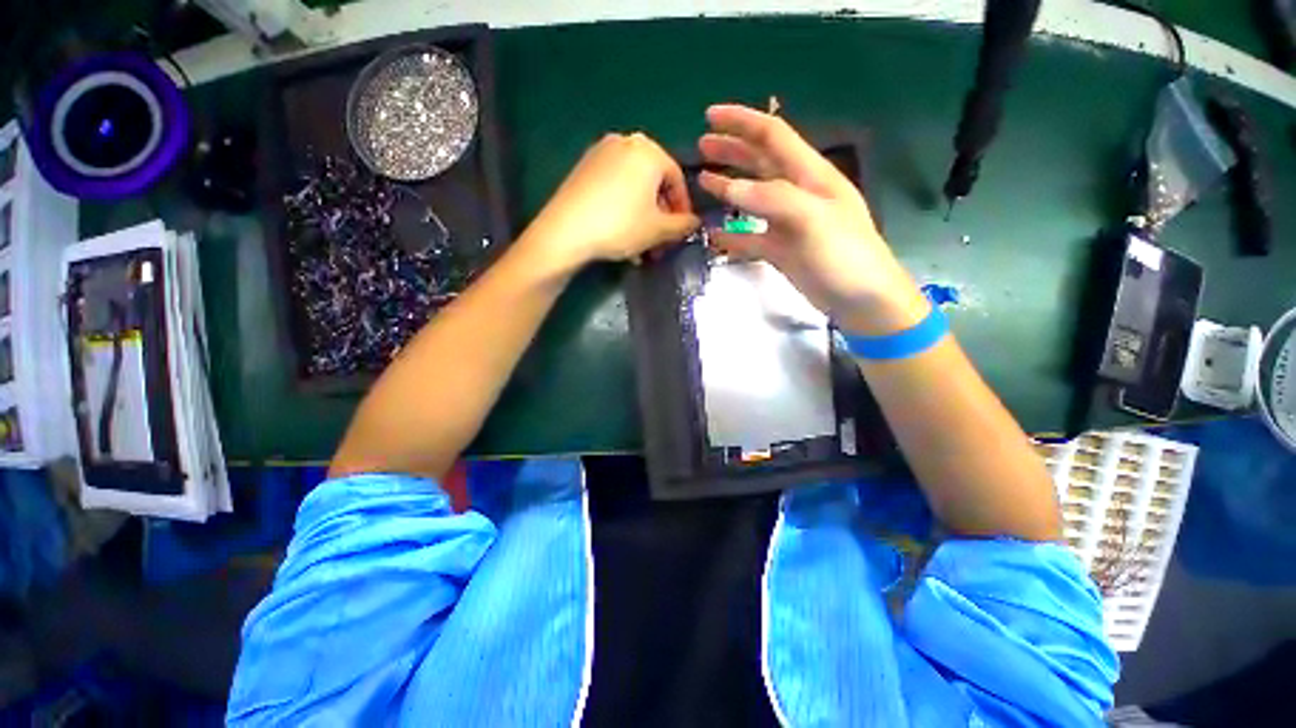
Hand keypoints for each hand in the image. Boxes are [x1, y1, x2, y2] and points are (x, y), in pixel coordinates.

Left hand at [524, 133, 698, 270]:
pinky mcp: (582, 168)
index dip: (683, 208)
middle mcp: (625, 142)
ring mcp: (600, 153)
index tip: (682, 231)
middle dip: (660, 216)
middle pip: (654, 183)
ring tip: (641, 246)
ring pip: (633, 188)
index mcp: (649, 150)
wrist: (567, 231)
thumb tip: (695, 222)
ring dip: (642, 217)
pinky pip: (614, 187)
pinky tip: (621, 233)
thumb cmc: (621, 226)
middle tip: (660, 242)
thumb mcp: (659, 230)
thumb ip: (683, 225)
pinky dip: (623, 208)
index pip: (677, 179)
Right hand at [698, 104, 927, 334]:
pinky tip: (714, 234)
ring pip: (752, 198)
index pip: (772, 136)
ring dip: (728, 187)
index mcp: (809, 175)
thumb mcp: (813, 219)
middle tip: (701, 145)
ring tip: (703, 181)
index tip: (710, 115)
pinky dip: (732, 234)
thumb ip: (772, 199)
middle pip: (760, 162)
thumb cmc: (844, 255)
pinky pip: (751, 237)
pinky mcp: (781, 249)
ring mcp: (787, 223)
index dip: (742, 122)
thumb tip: (730, 187)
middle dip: (731, 149)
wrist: (860, 299)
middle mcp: (797, 193)